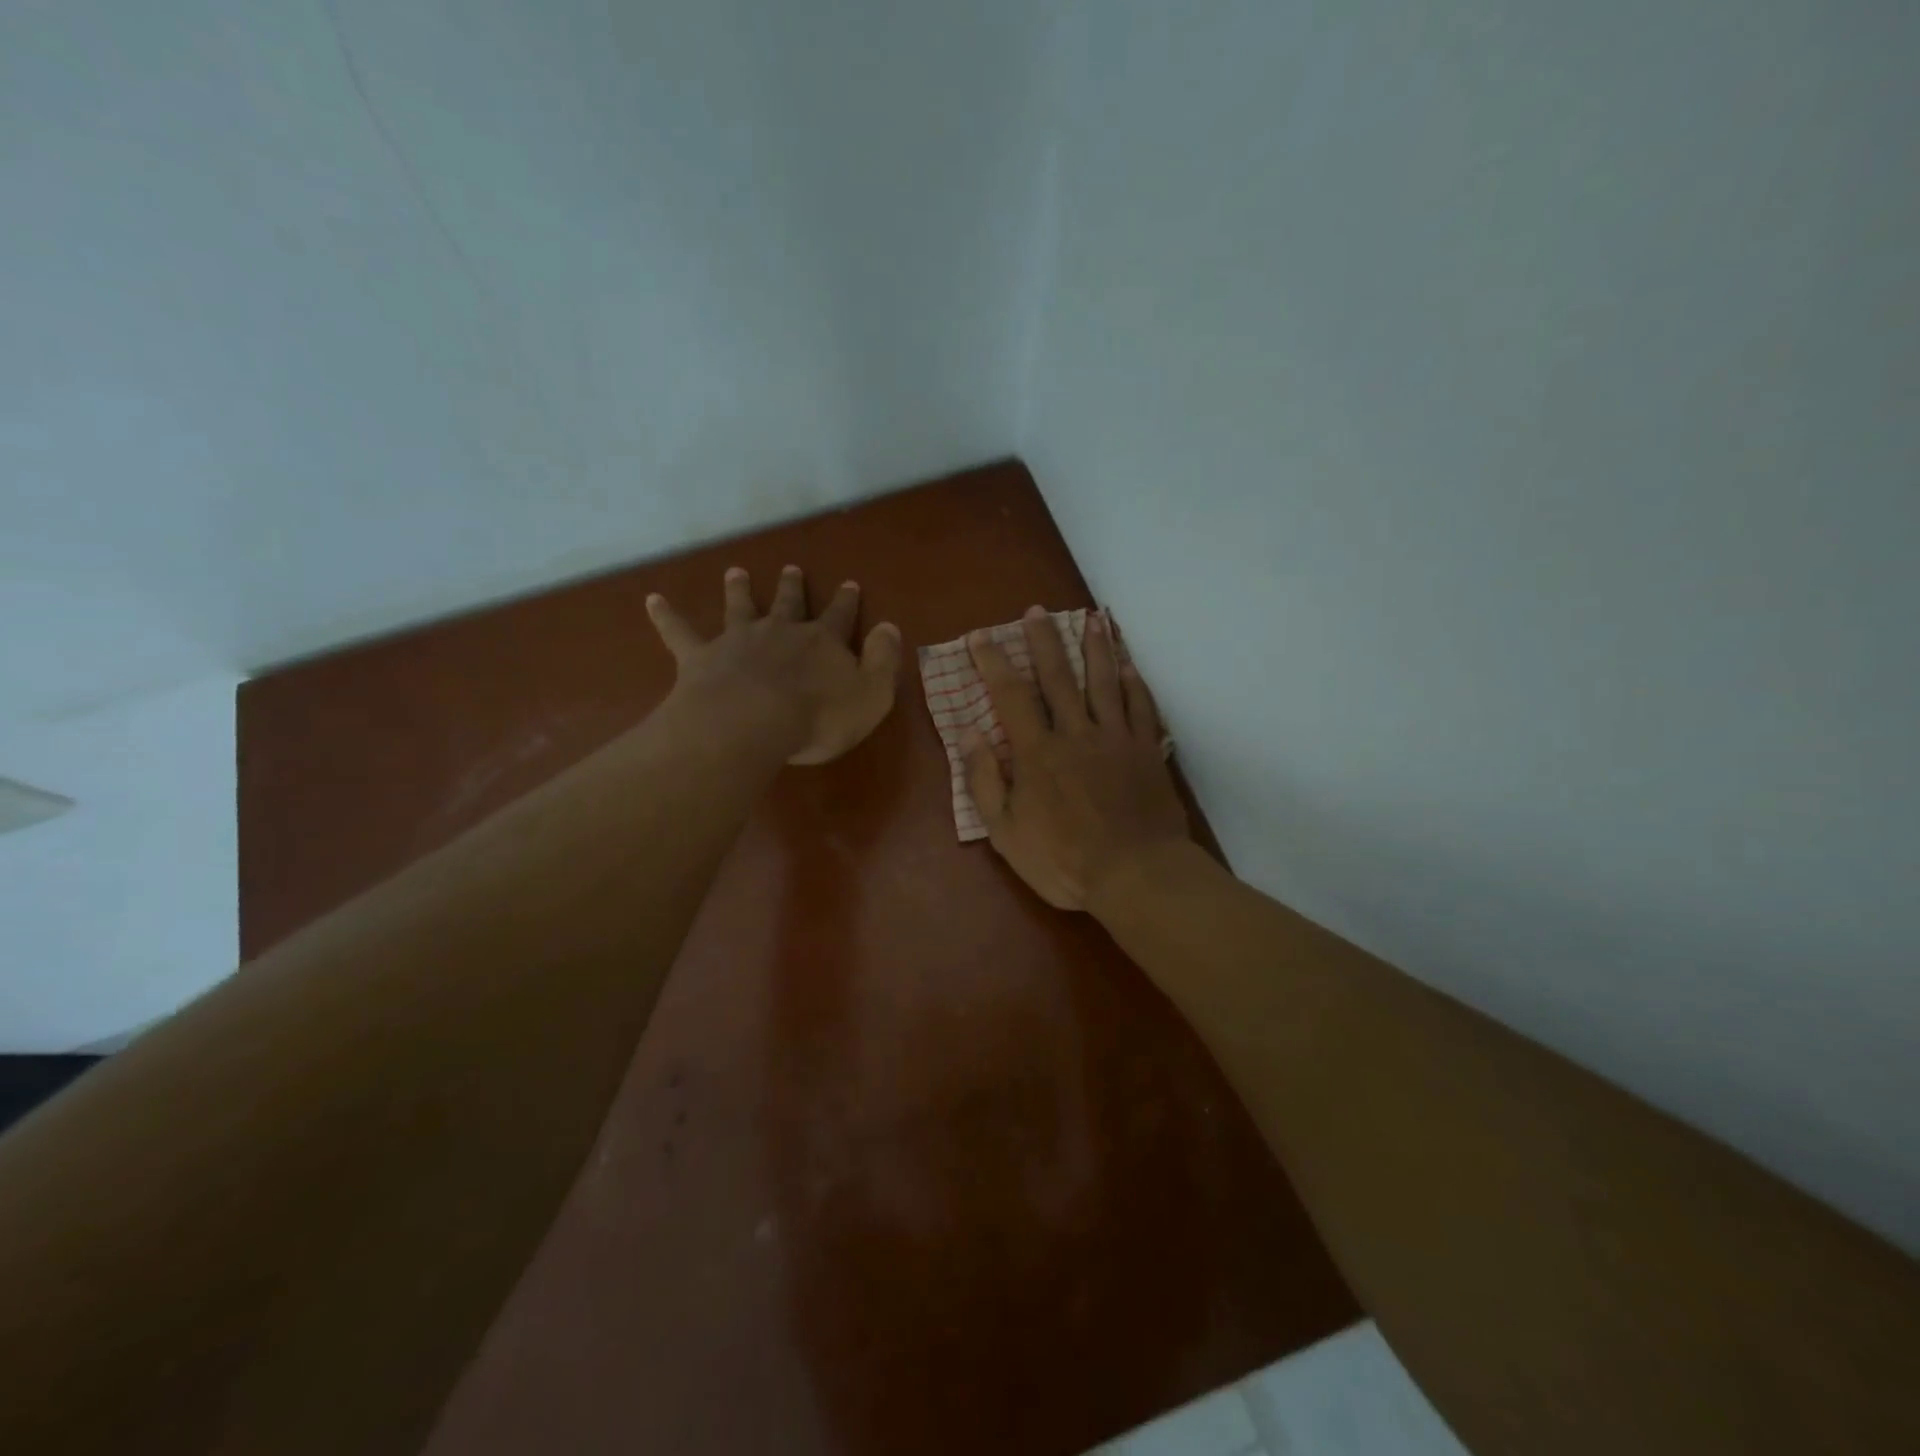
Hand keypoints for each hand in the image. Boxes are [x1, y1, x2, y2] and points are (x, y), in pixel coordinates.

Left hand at [646, 565, 902, 764]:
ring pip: (740, 607)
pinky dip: (666, 615)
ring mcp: (738, 641)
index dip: (846, 602)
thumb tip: (889, 627)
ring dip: (738, 589)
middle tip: (791, 568)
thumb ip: (883, 660)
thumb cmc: (818, 717)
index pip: (839, 616)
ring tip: (735, 572)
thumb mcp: (871, 695)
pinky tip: (652, 599)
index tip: (849, 584)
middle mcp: (780, 632)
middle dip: (793, 587)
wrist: (751, 723)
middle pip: (789, 604)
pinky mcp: (701, 657)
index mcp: (822, 642)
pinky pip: (680, 632)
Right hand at [962, 607, 1189, 910]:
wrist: (1135, 875)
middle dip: (1044, 641)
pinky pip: (1141, 708)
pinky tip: (1129, 666)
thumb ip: (985, 782)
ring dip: (1096, 647)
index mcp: (1038, 752)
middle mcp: (1076, 732)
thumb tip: (969, 734)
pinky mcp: (1147, 751)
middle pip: (1059, 676)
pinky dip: (1135, 683)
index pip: (1010, 695)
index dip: (994, 662)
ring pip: (1105, 682)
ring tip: (1092, 618)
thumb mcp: (1006, 833)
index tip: (980, 637)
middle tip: (1037, 610)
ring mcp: (1116, 739)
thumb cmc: (1064, 861)